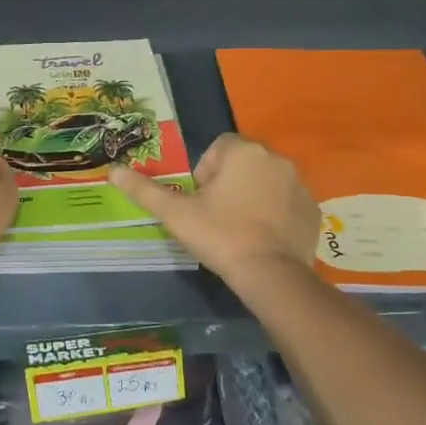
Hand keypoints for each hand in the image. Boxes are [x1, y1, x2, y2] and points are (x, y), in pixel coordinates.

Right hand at [110, 133, 317, 280]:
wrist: (271, 275)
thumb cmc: (220, 236)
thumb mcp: (176, 214)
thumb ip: (144, 189)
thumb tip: (111, 171)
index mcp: (243, 152)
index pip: (218, 148)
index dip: (205, 173)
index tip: (200, 201)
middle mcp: (276, 159)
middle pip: (243, 163)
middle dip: (229, 183)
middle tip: (216, 216)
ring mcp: (300, 184)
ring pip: (266, 181)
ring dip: (252, 196)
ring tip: (239, 229)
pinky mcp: (313, 210)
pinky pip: (287, 202)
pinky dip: (275, 213)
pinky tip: (262, 238)